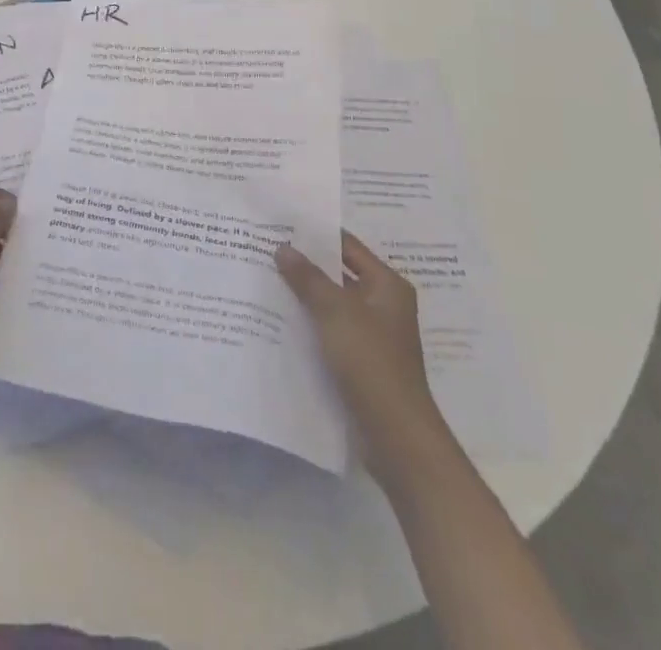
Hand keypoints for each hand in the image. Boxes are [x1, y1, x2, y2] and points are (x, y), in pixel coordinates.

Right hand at [277, 231, 440, 431]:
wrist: (396, 436)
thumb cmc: (371, 362)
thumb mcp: (335, 312)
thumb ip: (307, 277)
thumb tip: (283, 247)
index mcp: (387, 285)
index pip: (348, 246)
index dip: (316, 234)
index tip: (282, 223)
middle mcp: (383, 304)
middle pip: (339, 274)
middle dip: (305, 264)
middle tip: (266, 248)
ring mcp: (372, 334)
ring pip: (332, 303)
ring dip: (304, 294)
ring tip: (264, 278)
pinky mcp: (360, 360)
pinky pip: (330, 330)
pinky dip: (309, 322)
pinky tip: (278, 318)